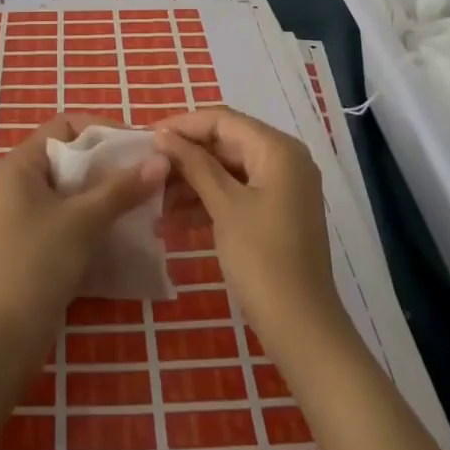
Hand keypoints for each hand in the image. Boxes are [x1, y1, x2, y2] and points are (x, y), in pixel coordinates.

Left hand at [0, 114, 167, 337]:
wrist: (5, 336)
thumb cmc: (39, 263)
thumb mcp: (83, 220)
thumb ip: (122, 188)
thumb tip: (161, 159)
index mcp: (20, 164)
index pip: (66, 125)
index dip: (103, 129)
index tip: (138, 144)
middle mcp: (18, 181)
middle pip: (71, 155)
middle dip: (109, 162)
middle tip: (146, 171)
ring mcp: (23, 213)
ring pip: (72, 187)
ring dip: (105, 190)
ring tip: (141, 198)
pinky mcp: (33, 241)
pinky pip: (68, 213)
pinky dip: (93, 214)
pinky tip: (121, 226)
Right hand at [153, 108, 346, 350]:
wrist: (302, 329)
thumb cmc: (262, 260)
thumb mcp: (224, 206)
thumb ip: (193, 164)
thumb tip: (163, 135)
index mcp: (277, 149)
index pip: (222, 120)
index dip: (183, 126)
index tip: (147, 138)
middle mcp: (284, 159)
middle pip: (225, 143)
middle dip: (186, 157)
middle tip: (148, 172)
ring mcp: (283, 187)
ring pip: (228, 169)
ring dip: (193, 182)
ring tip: (156, 203)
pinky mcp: (277, 212)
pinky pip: (237, 192)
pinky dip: (209, 201)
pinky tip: (176, 221)